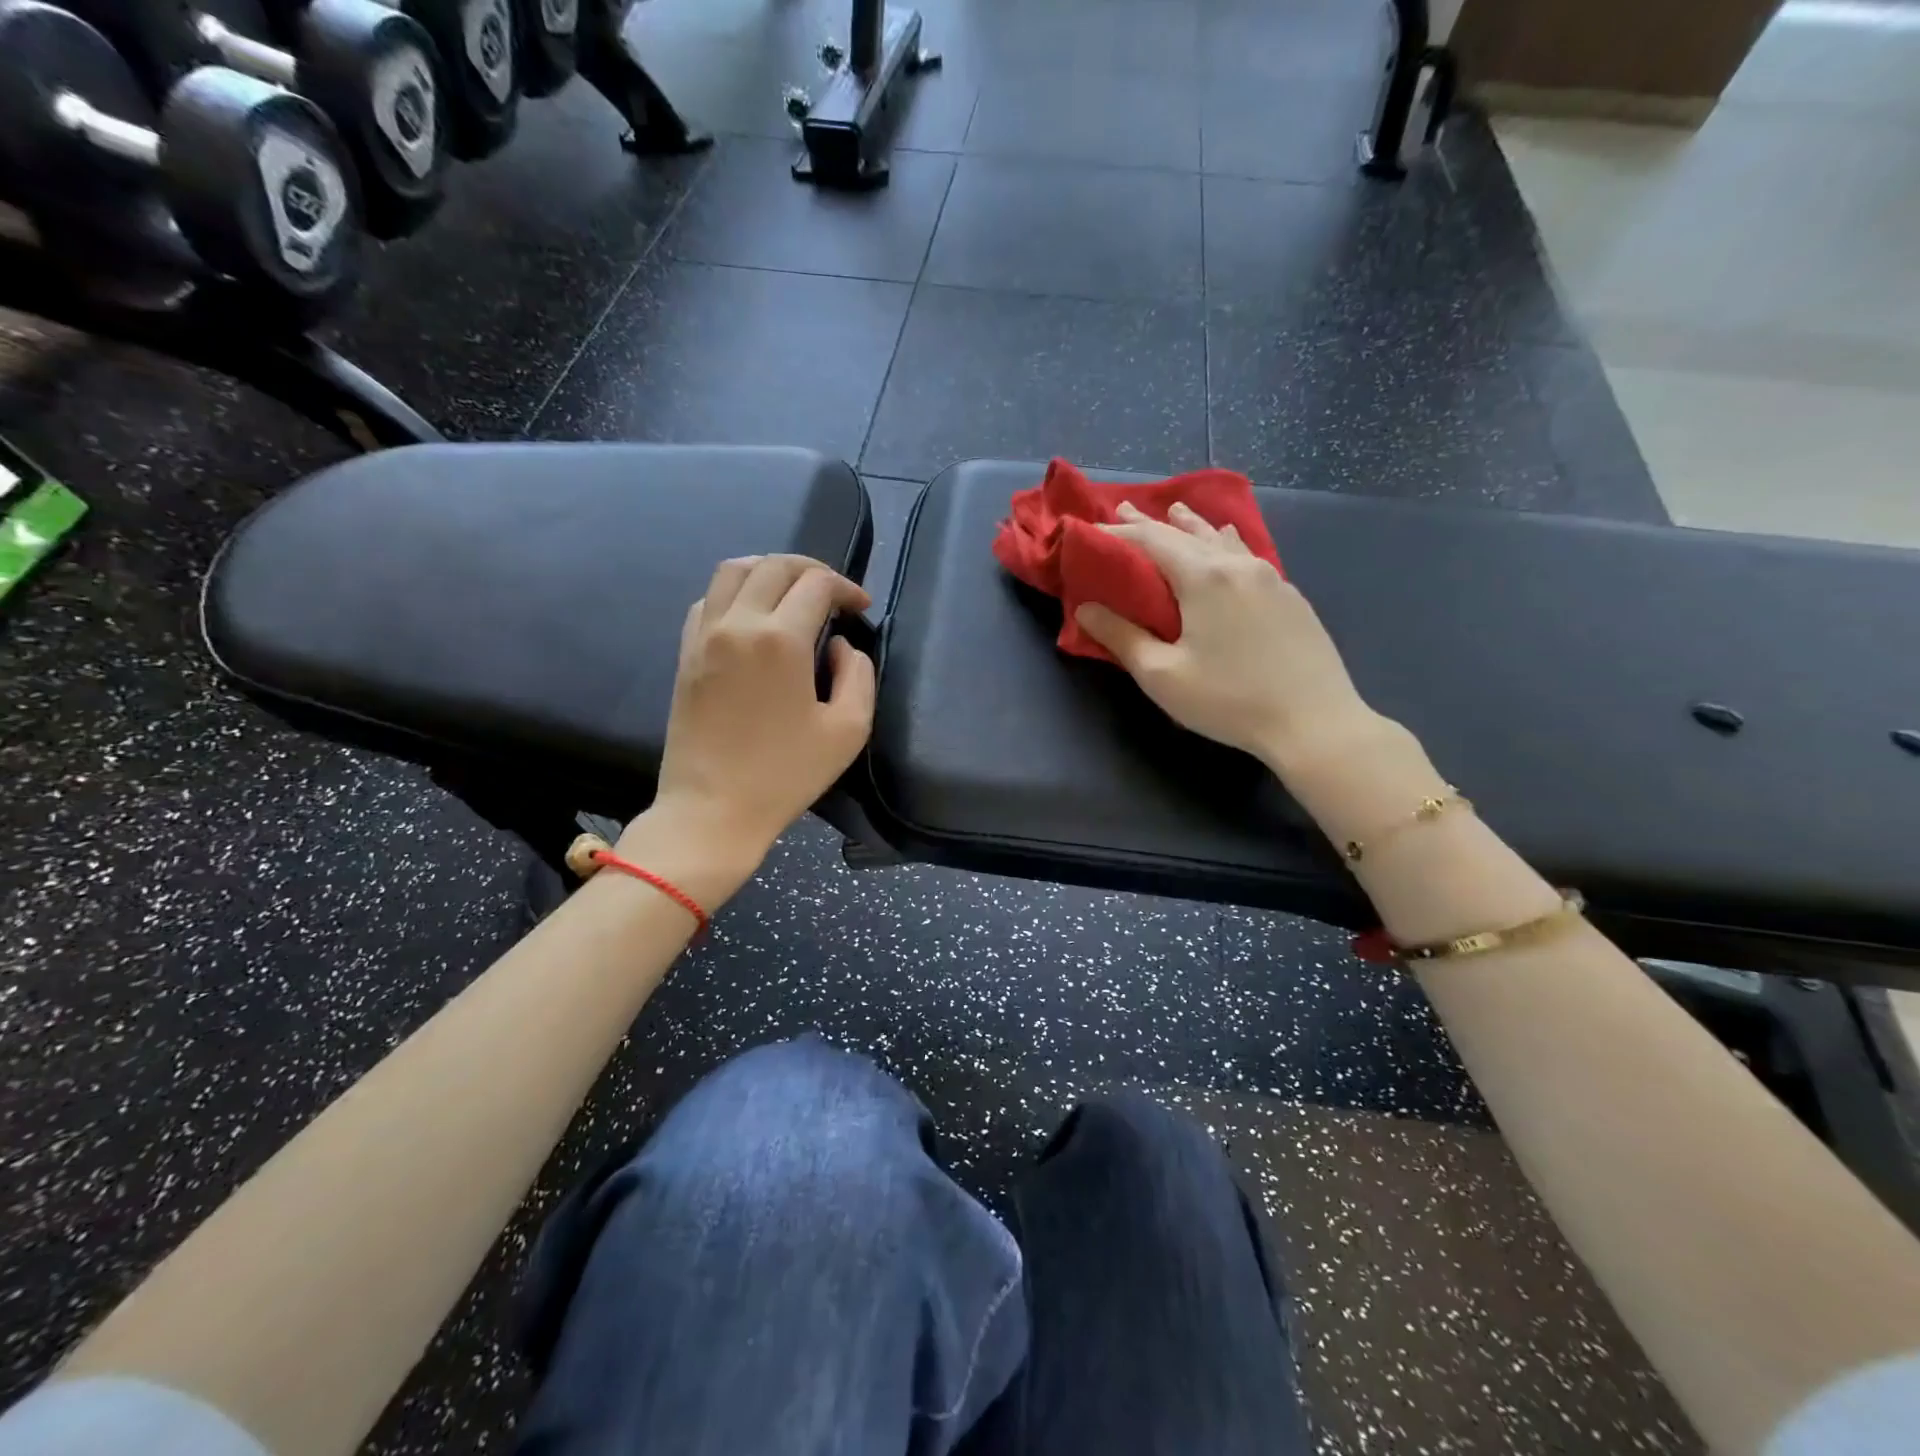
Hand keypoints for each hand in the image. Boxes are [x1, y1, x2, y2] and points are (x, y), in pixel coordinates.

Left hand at [629, 555, 874, 891]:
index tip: (861, 608)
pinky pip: (708, 599)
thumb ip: (858, 675)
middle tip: (834, 593)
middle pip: (774, 565)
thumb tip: (840, 646)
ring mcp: (704, 636)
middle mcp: (736, 623)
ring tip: (793, 591)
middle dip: (811, 570)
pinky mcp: (686, 653)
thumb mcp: (848, 730)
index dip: (846, 588)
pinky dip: (736, 591)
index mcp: (779, 639)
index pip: (816, 584)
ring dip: (769, 570)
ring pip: (733, 570)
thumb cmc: (785, 775)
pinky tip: (753, 614)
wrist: (712, 810)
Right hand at [1074, 501, 1376, 769]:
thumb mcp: (1161, 675)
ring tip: (1177, 512)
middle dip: (1152, 522)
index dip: (1119, 532)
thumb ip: (1121, 637)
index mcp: (1204, 578)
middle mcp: (1238, 566)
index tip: (1091, 530)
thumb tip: (1085, 608)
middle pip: (1188, 532)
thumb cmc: (1229, 700)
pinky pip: (1249, 555)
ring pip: (1224, 539)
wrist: (1314, 722)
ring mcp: (1271, 578)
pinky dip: (1225, 543)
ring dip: (1194, 525)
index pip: (1152, 540)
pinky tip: (1229, 545)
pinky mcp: (1291, 597)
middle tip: (1125, 509)